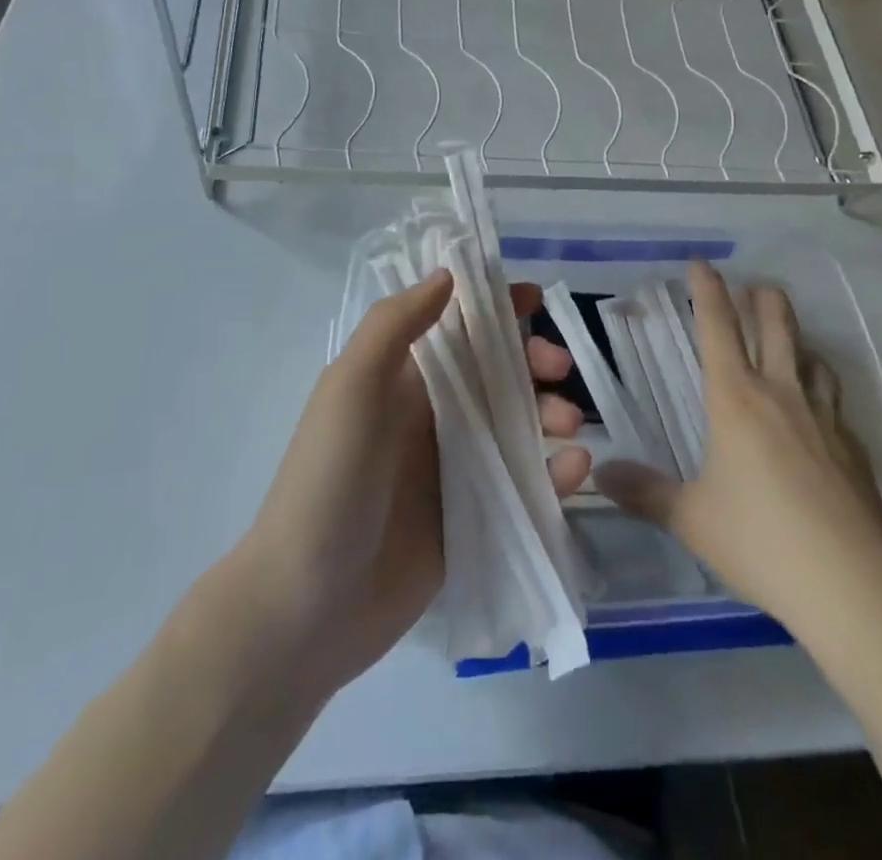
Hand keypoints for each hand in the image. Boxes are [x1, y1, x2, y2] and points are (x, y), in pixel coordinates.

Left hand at [228, 270, 588, 696]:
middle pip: (496, 371)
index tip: (537, 300)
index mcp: (402, 378)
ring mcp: (454, 467)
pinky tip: (573, 470)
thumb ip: (395, 325)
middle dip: (533, 359)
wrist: (308, 607)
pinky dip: (552, 471)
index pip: (455, 325)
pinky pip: (523, 481)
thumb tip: (447, 274)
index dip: (494, 306)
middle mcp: (432, 414)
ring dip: (550, 412)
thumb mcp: (351, 388)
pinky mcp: (474, 516)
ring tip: (569, 425)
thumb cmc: (329, 481)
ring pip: (518, 423)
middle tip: (559, 369)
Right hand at [596, 261, 881, 644]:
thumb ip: (645, 493)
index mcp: (736, 399)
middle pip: (776, 326)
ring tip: (788, 339)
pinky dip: (821, 387)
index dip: (708, 290)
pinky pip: (835, 400)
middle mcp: (782, 394)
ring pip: (812, 357)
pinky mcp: (855, 447)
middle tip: (753, 285)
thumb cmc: (761, 540)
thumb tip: (601, 473)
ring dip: (797, 338)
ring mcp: (825, 417)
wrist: (852, 583)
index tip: (702, 263)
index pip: (718, 327)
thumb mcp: (692, 519)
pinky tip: (819, 412)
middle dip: (763, 298)